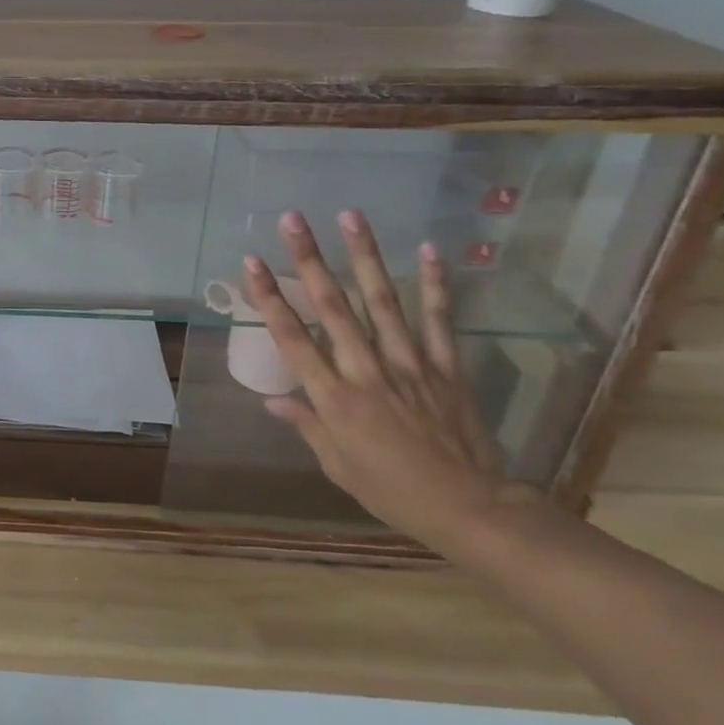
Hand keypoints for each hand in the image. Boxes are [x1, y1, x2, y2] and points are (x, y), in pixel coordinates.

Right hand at [240, 210, 534, 551]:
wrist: (471, 509)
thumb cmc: (392, 491)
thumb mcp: (337, 465)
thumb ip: (306, 425)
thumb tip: (272, 399)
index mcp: (334, 398)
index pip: (292, 338)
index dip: (269, 298)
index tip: (252, 262)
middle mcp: (366, 371)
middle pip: (332, 307)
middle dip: (309, 259)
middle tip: (293, 219)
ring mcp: (409, 364)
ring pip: (382, 301)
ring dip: (364, 256)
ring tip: (350, 216)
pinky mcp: (445, 367)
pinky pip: (438, 321)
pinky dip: (434, 285)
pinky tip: (428, 250)